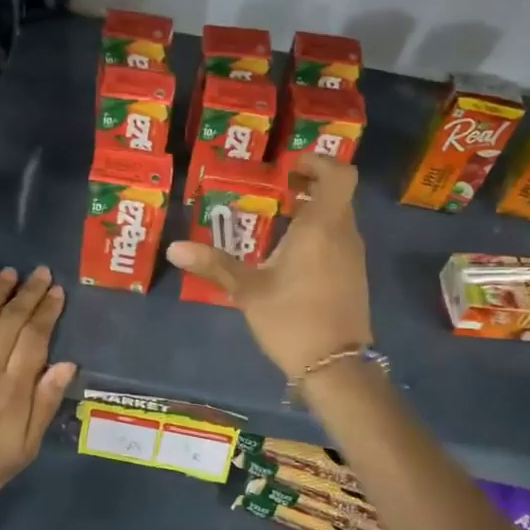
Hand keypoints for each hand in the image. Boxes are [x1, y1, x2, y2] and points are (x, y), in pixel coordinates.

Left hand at [0, 266, 76, 512]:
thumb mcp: (26, 447)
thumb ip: (45, 403)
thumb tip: (67, 364)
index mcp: (12, 390)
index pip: (34, 338)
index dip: (47, 312)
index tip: (57, 292)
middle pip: (10, 322)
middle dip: (28, 294)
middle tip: (40, 273)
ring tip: (10, 273)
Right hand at [167, 153, 371, 378]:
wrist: (336, 368)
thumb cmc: (292, 320)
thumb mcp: (248, 291)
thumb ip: (215, 265)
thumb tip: (174, 248)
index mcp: (321, 228)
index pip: (339, 175)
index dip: (318, 162)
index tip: (289, 168)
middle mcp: (343, 234)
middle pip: (337, 194)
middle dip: (309, 185)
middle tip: (276, 189)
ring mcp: (353, 256)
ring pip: (339, 217)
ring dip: (314, 210)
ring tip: (278, 220)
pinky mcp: (354, 276)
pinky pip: (339, 239)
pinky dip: (319, 233)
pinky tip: (290, 254)